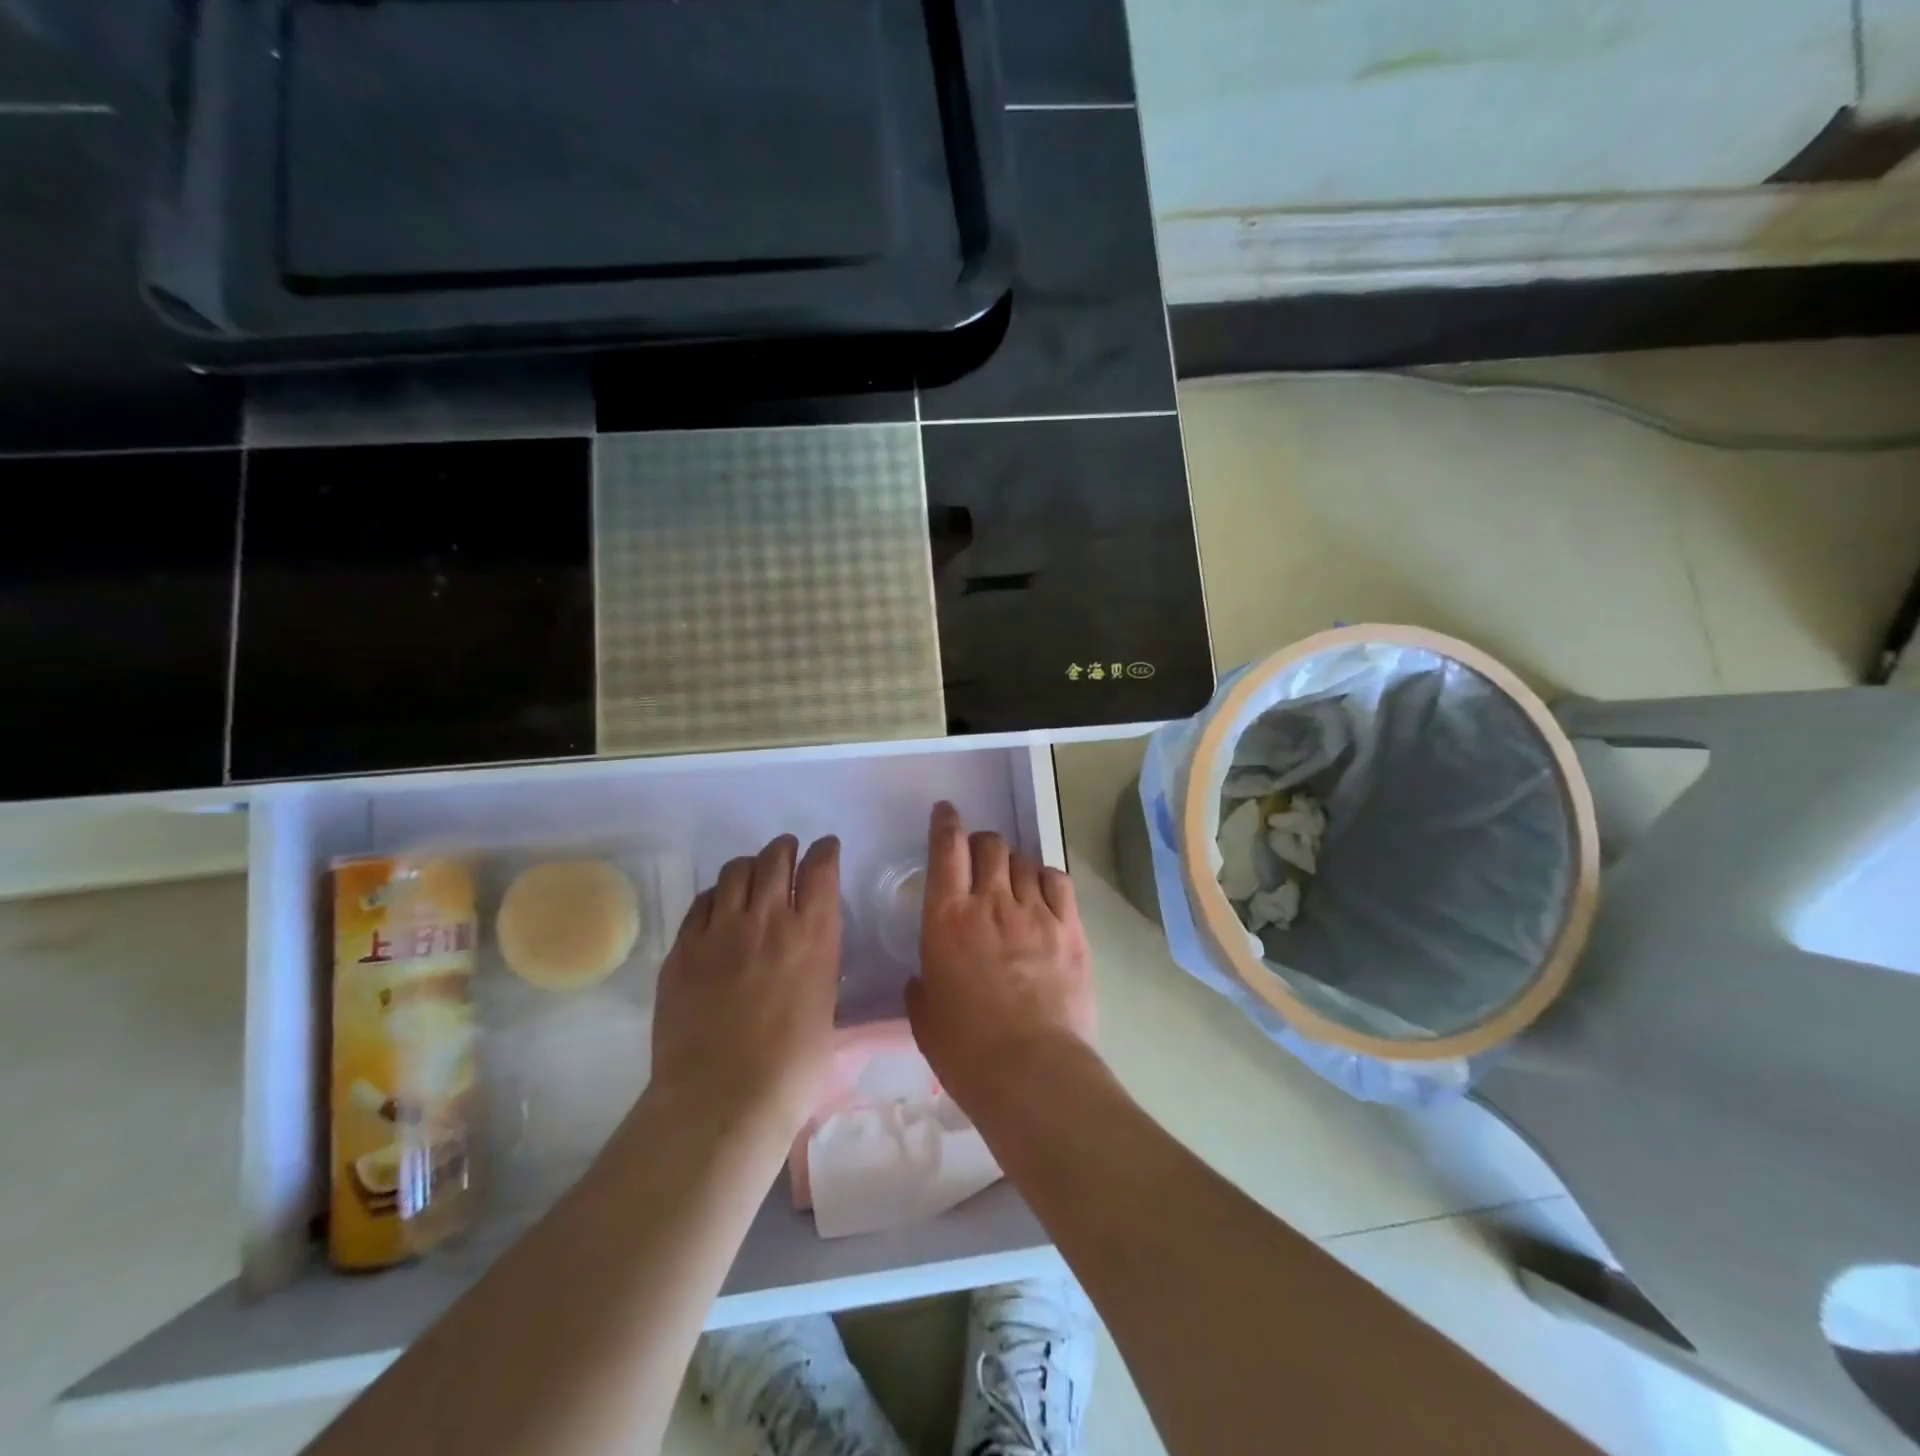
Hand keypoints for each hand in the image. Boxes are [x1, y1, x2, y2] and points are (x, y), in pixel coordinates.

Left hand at [649, 834, 841, 1140]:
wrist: (722, 1099)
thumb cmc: (792, 1068)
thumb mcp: (825, 1007)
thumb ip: (817, 966)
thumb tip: (808, 954)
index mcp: (813, 935)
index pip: (821, 869)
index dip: (824, 851)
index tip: (825, 847)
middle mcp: (768, 920)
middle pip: (775, 858)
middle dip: (785, 848)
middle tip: (787, 851)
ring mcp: (720, 931)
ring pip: (735, 871)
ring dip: (749, 865)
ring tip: (752, 873)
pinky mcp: (683, 949)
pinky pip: (700, 902)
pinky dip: (715, 895)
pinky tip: (717, 905)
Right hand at [907, 802, 1093, 1112]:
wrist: (1032, 1071)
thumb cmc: (966, 1049)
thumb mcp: (925, 1018)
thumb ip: (920, 987)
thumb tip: (922, 978)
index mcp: (947, 918)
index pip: (946, 849)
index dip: (946, 823)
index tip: (946, 812)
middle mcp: (991, 902)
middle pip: (990, 845)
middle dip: (982, 843)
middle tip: (980, 857)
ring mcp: (1035, 912)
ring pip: (1024, 860)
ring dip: (1013, 863)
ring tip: (1012, 880)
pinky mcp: (1069, 928)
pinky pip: (1058, 881)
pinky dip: (1046, 878)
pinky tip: (1043, 891)